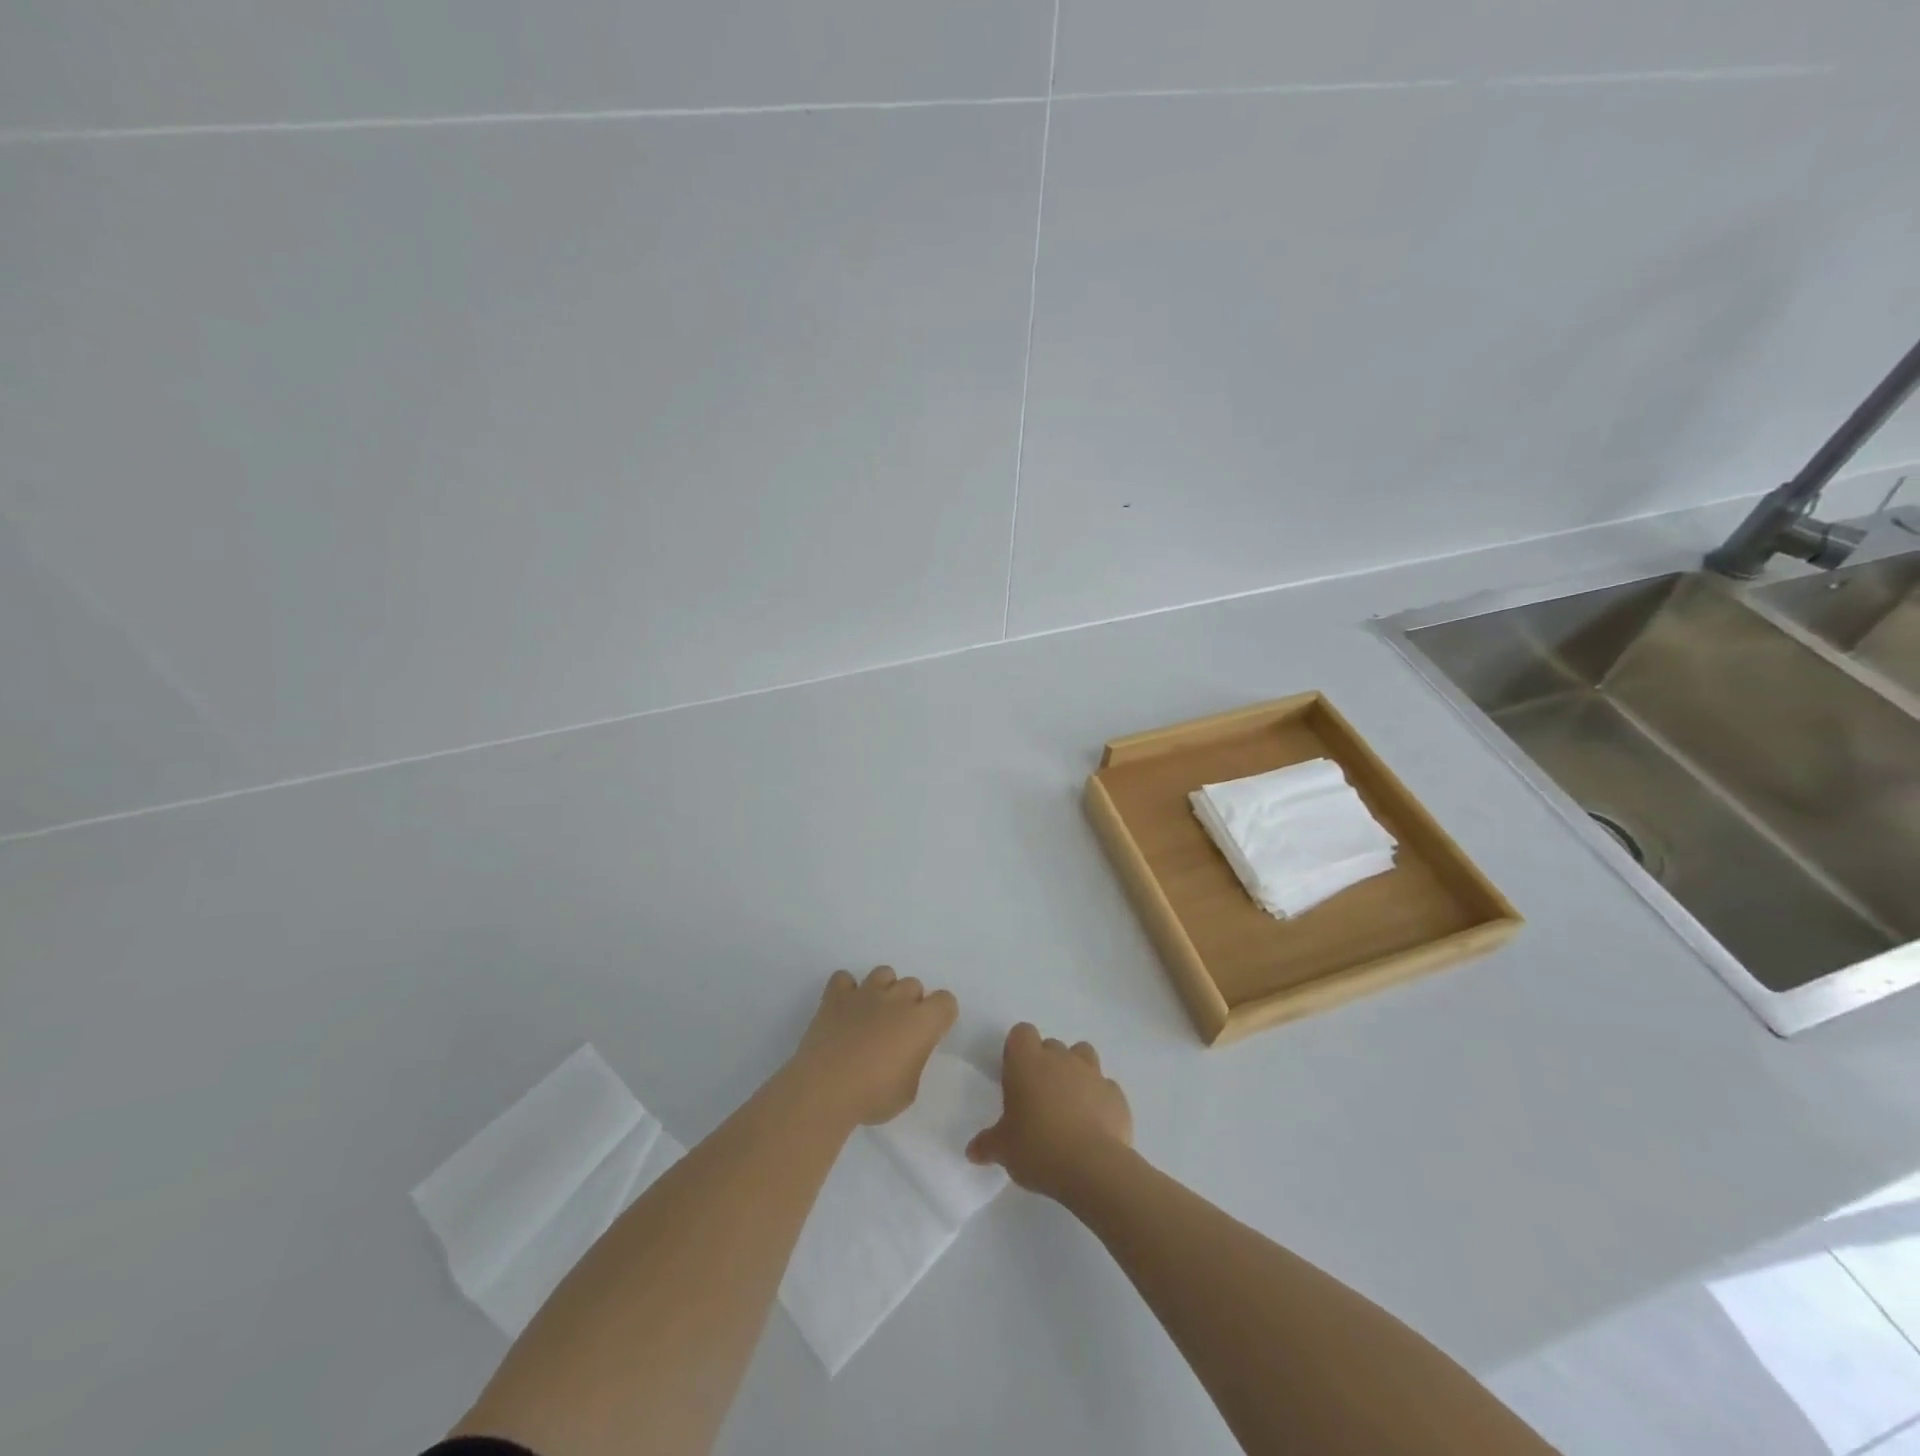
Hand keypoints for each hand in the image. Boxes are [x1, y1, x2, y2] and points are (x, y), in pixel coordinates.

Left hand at [788, 966, 958, 1127]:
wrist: (825, 1089)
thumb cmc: (874, 1095)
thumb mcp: (908, 1091)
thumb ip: (913, 1062)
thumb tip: (904, 1055)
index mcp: (922, 1021)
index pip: (946, 1001)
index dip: (941, 1016)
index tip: (931, 1034)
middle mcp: (897, 999)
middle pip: (914, 985)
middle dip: (910, 1003)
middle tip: (898, 1031)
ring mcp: (865, 993)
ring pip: (884, 973)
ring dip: (883, 990)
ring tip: (873, 1014)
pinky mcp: (836, 997)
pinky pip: (844, 979)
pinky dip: (846, 990)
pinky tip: (844, 1009)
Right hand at [967, 1023, 1132, 1201]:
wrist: (1093, 1167)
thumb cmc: (1038, 1148)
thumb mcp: (1003, 1150)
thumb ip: (987, 1144)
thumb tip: (972, 1151)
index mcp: (1027, 1062)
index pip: (1021, 1033)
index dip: (1018, 1050)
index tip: (1015, 1074)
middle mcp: (1060, 1058)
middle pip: (1051, 1045)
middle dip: (1046, 1063)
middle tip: (1038, 1097)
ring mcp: (1092, 1073)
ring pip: (1082, 1054)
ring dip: (1075, 1071)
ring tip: (1069, 1102)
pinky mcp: (1116, 1094)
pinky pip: (1105, 1086)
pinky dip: (1099, 1098)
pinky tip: (1094, 1123)